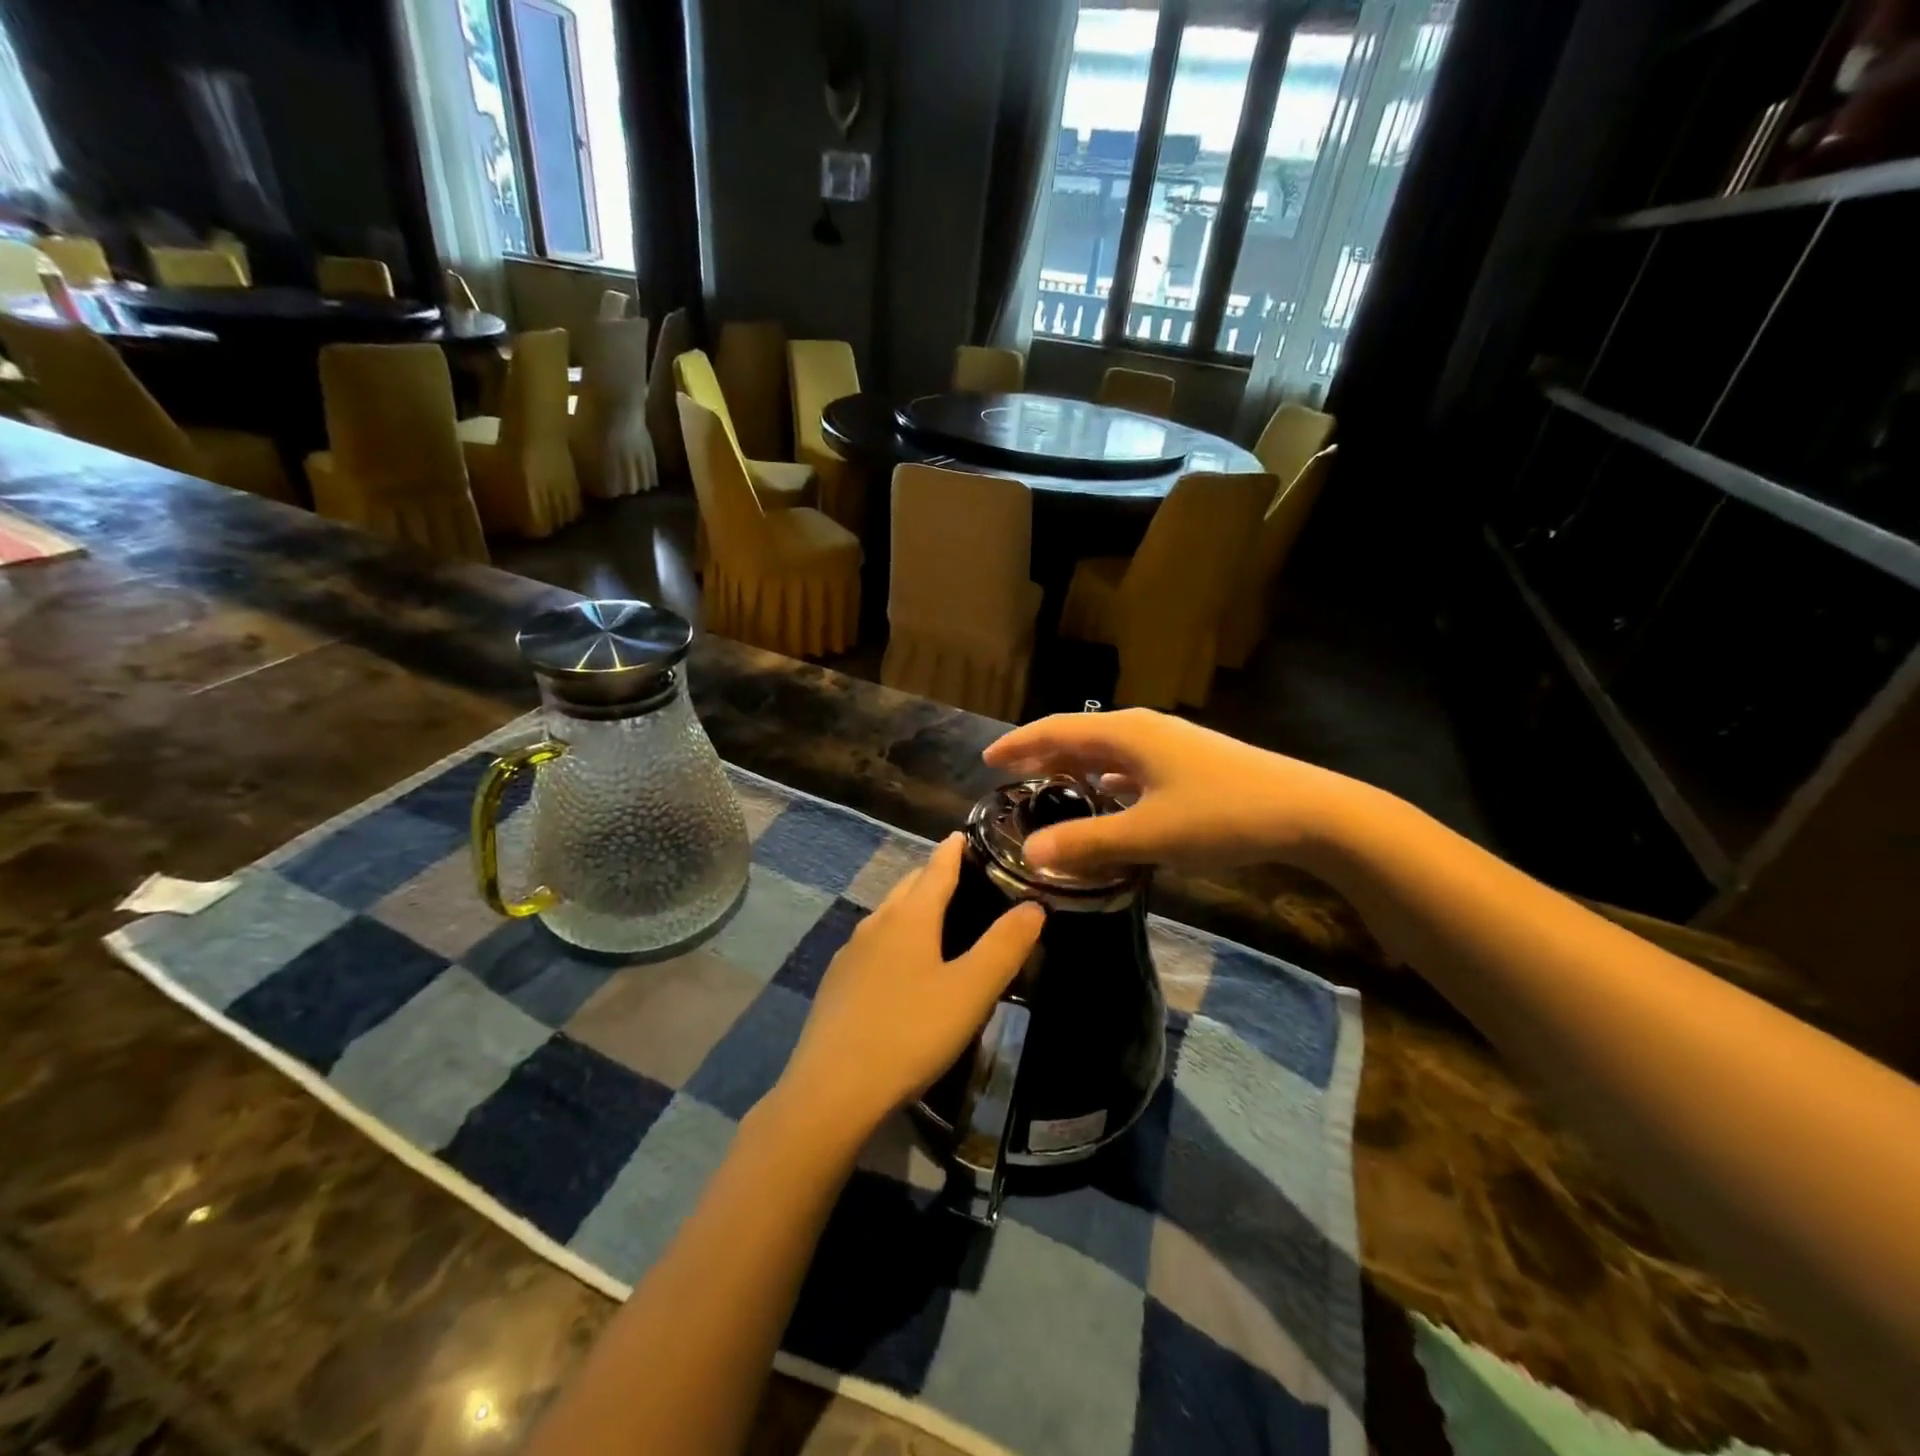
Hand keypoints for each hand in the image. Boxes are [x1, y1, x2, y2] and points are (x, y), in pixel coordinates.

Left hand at [771, 834, 1044, 1147]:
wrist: (832, 1090)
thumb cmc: (911, 1032)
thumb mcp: (971, 991)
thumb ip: (1004, 945)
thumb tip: (1034, 904)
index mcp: (909, 916)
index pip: (936, 867)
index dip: (953, 850)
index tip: (965, 834)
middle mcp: (876, 923)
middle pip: (908, 887)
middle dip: (933, 876)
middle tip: (963, 878)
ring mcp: (850, 953)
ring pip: (887, 915)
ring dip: (911, 907)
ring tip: (937, 919)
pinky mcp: (836, 983)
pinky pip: (872, 944)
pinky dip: (894, 938)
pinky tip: (901, 966)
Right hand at [983, 708, 1374, 874]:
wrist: (1308, 811)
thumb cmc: (1221, 815)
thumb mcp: (1148, 834)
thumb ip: (1086, 843)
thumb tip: (1031, 852)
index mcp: (1126, 734)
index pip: (1056, 730)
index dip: (1019, 745)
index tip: (987, 760)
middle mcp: (1144, 730)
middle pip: (1080, 737)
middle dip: (1044, 755)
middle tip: (1012, 777)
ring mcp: (1171, 745)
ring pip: (1108, 752)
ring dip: (1077, 768)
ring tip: (1052, 789)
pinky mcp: (1190, 764)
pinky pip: (1132, 766)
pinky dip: (1108, 780)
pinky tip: (1109, 798)